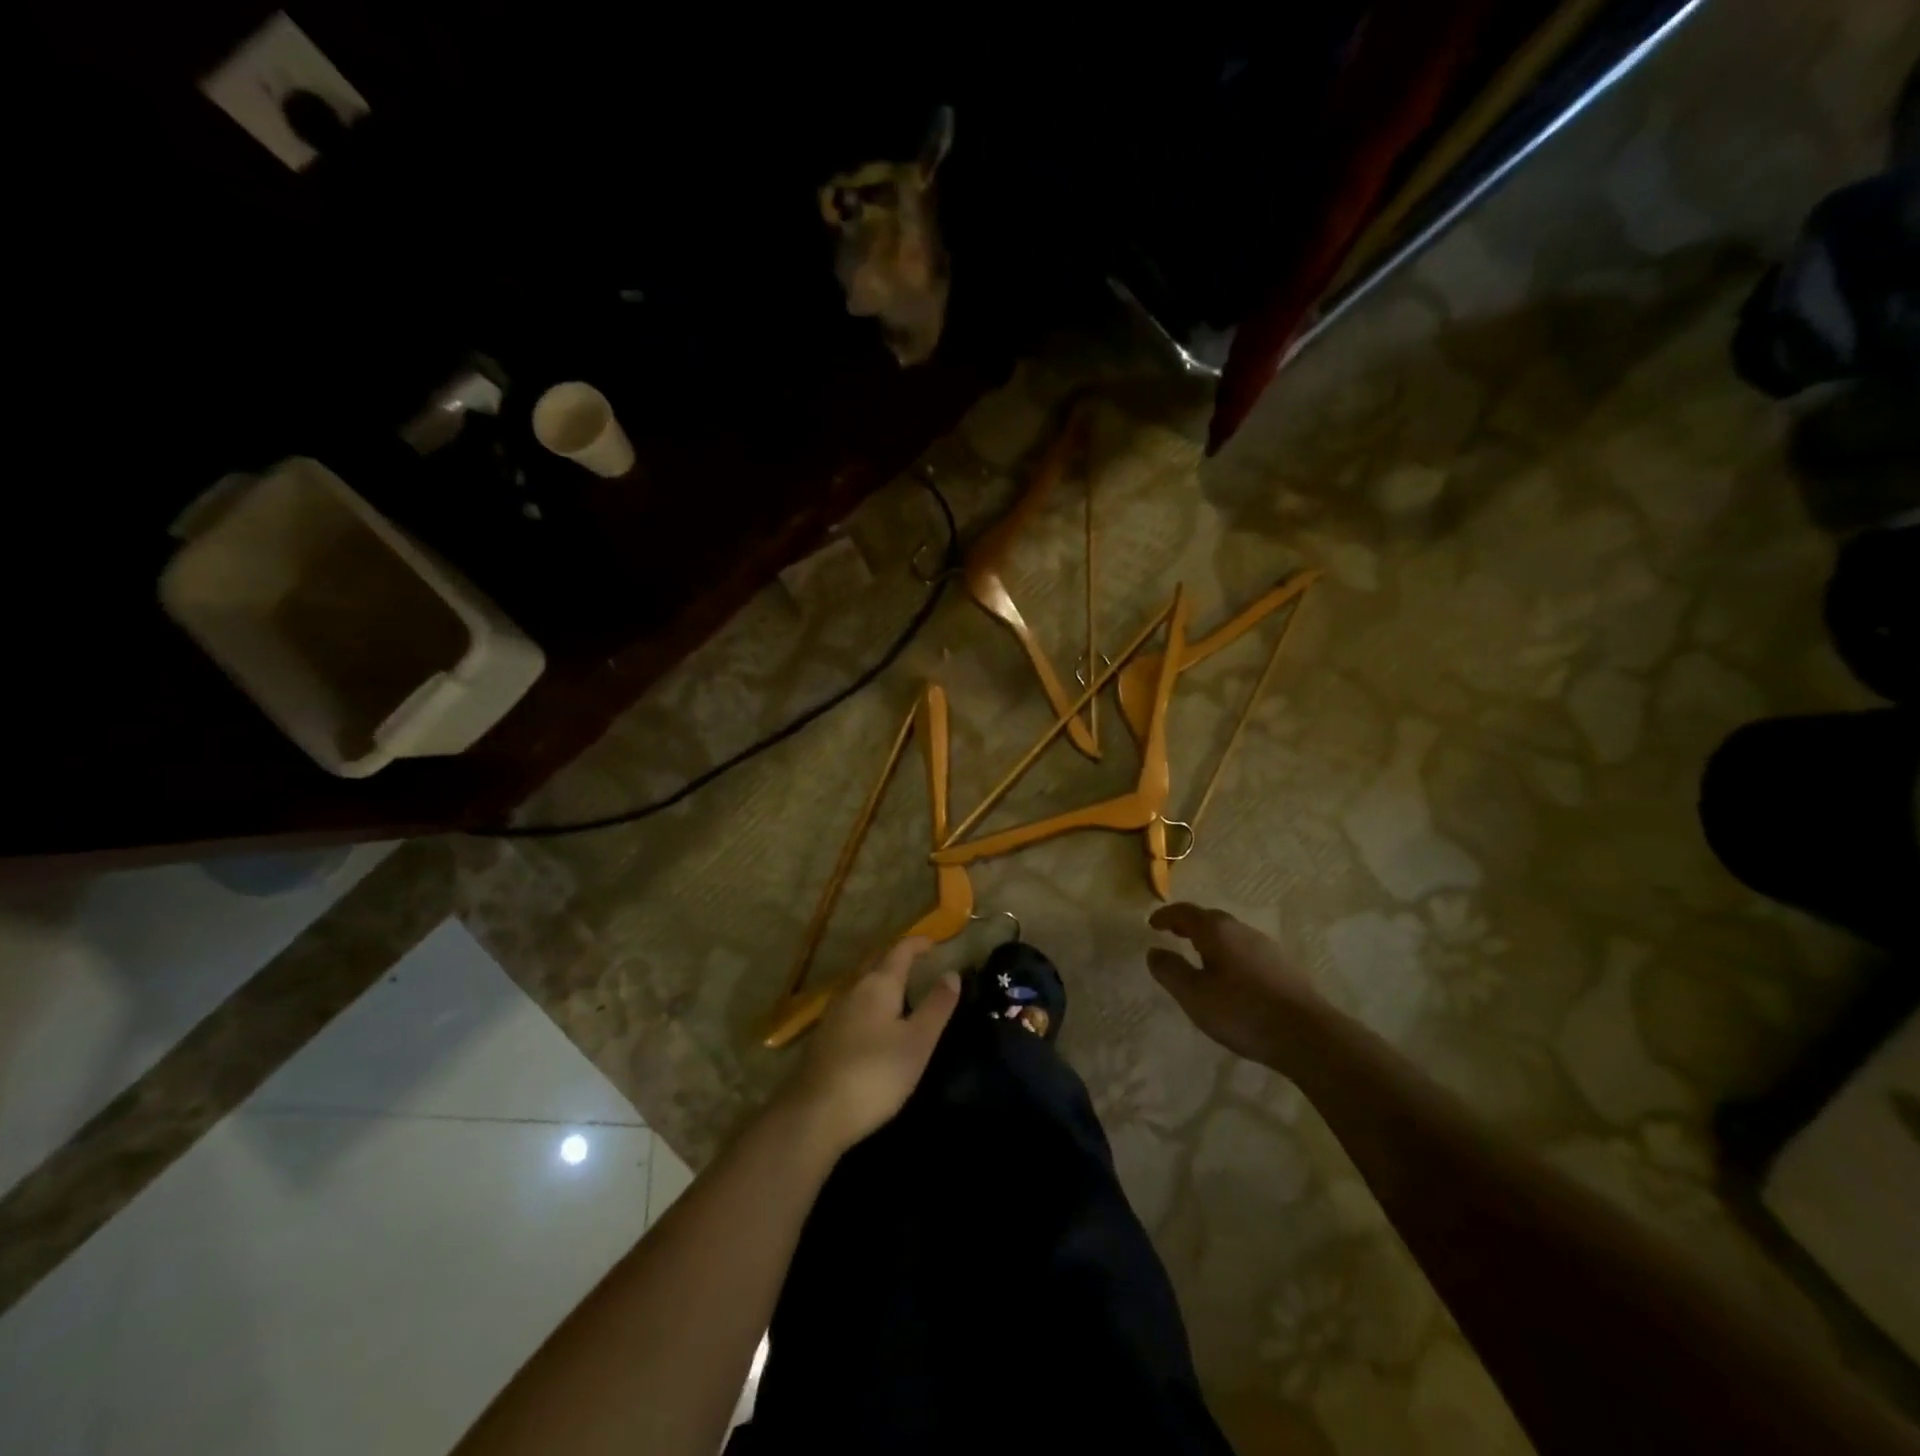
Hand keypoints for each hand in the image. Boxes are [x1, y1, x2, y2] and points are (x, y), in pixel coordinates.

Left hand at [776, 938, 958, 1156]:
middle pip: (875, 961)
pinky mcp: (823, 1036)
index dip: (917, 943)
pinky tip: (872, 1020)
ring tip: (898, 988)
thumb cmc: (875, 1074)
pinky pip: (851, 1003)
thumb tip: (951, 973)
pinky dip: (867, 999)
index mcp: (878, 984)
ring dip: (879, 977)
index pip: (899, 950)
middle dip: (895, 956)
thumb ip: (936, 1006)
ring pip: (860, 982)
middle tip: (916, 961)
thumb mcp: (917, 1042)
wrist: (815, 1113)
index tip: (933, 942)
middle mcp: (853, 989)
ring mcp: (833, 1012)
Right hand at [1147, 903, 1326, 1070]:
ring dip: (1211, 940)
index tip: (1152, 923)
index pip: (1185, 912)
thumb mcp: (1194, 995)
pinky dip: (1229, 954)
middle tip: (1173, 933)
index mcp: (1217, 931)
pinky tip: (1230, 977)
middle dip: (1189, 924)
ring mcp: (1266, 948)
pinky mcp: (1283, 968)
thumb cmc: (1242, 1011)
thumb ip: (1170, 971)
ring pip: (1231, 935)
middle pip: (1210, 919)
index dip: (1166, 915)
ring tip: (1198, 956)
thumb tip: (1154, 952)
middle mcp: (1242, 931)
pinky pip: (1246, 951)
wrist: (1307, 1035)